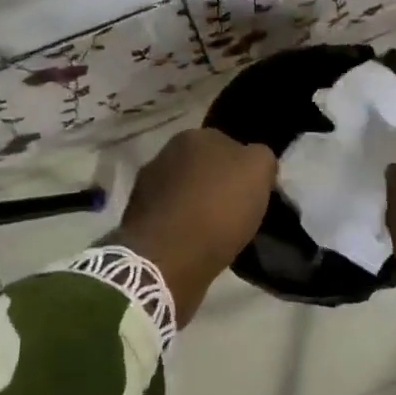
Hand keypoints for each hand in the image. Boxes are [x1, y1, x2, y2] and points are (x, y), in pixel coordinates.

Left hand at [111, 128, 276, 322]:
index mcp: (194, 135)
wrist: (167, 258)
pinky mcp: (135, 218)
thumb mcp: (259, 171)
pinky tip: (193, 244)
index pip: (228, 145)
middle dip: (216, 183)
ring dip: (196, 204)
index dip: (243, 169)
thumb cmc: (218, 209)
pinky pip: (169, 217)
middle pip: (202, 167)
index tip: (252, 192)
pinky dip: (180, 226)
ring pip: (184, 191)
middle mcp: (165, 153)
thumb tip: (253, 160)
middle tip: (235, 211)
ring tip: (213, 232)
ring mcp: (146, 185)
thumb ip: (260, 157)